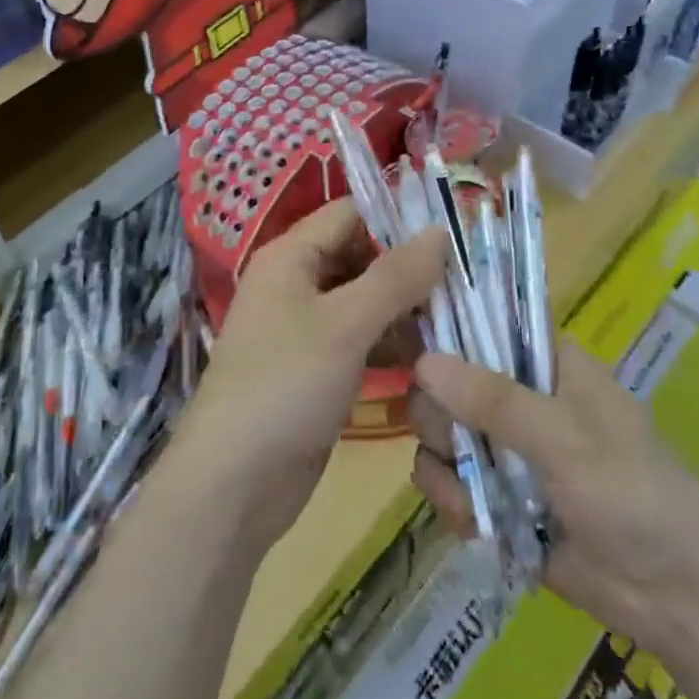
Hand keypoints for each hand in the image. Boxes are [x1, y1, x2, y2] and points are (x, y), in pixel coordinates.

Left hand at [171, 199, 446, 549]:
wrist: (234, 484)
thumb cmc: (285, 386)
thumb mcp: (344, 324)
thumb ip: (395, 276)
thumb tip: (440, 230)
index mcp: (289, 257)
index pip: (350, 214)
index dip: (398, 220)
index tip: (453, 237)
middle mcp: (295, 285)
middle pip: (361, 258)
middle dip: (408, 271)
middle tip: (464, 287)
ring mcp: (305, 331)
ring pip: (365, 303)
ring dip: (405, 313)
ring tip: (456, 326)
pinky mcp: (317, 371)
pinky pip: (361, 342)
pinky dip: (391, 346)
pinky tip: (428, 362)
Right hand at [408, 338, 698, 653]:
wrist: (677, 596)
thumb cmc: (634, 494)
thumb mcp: (567, 438)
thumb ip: (494, 400)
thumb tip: (423, 362)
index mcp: (546, 363)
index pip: (483, 324)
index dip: (445, 332)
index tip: (412, 350)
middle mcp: (518, 397)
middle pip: (446, 383)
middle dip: (441, 418)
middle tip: (456, 443)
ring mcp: (505, 448)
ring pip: (440, 435)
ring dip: (445, 468)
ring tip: (472, 501)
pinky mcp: (496, 496)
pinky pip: (448, 484)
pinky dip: (454, 504)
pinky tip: (478, 527)